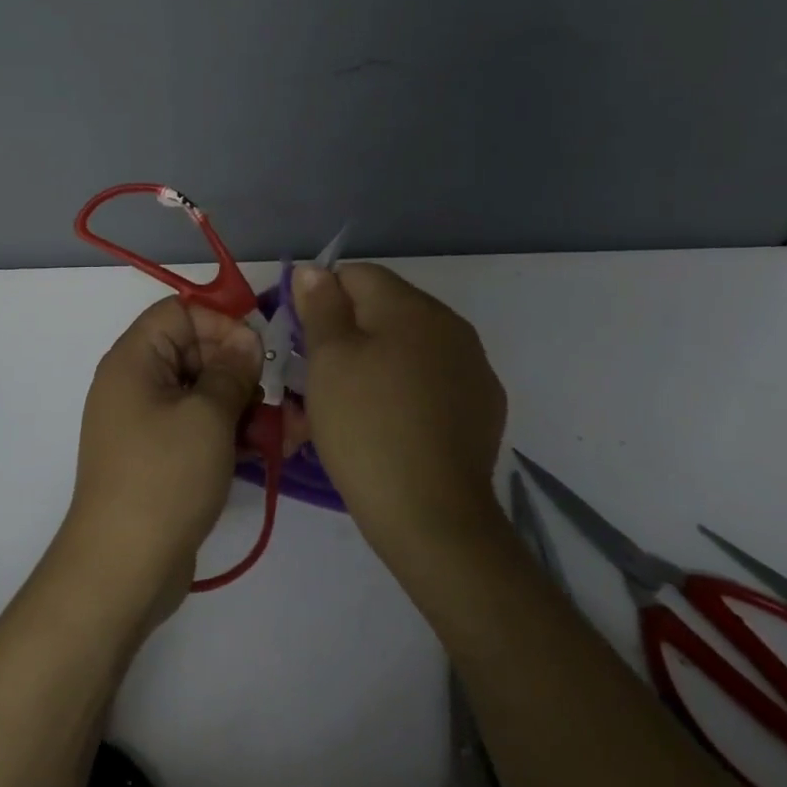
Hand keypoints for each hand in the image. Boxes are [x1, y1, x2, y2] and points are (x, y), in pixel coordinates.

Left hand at [59, 296, 260, 625]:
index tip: (259, 349)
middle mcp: (137, 384)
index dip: (221, 322)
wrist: (123, 568)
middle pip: (195, 352)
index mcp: (135, 360)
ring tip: (290, 425)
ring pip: (204, 393)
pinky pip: (201, 428)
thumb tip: (246, 340)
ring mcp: (149, 423)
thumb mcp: (208, 416)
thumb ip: (232, 371)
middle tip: (278, 391)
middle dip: (241, 368)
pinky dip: (233, 432)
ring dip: (246, 404)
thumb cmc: (165, 477)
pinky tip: (275, 446)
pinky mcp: (163, 457)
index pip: (179, 312)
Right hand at [293, 263, 506, 559]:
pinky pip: (434, 377)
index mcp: (411, 306)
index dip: (321, 300)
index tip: (302, 341)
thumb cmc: (366, 427)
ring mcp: (473, 365)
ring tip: (355, 405)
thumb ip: (321, 306)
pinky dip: (410, 388)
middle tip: (321, 378)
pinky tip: (394, 423)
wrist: (432, 516)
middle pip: (385, 308)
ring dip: (380, 360)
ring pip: (410, 344)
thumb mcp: (328, 361)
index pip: (355, 275)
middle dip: (350, 332)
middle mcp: (450, 324)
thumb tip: (314, 270)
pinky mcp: (484, 404)